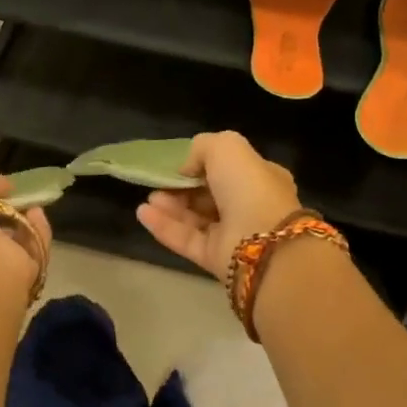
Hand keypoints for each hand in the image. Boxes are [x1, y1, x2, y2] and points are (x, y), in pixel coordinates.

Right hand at [135, 131, 303, 280]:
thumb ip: (203, 147)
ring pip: (195, 219)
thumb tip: (187, 169)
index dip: (201, 167)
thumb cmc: (249, 187)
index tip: (178, 166)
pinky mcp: (216, 259)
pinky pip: (186, 240)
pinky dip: (164, 227)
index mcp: (260, 179)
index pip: (228, 171)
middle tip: (158, 184)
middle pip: (208, 196)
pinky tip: (143, 214)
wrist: (263, 242)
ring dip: (170, 207)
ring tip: (149, 199)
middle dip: (181, 188)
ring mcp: (233, 235)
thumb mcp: (227, 147)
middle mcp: (249, 207)